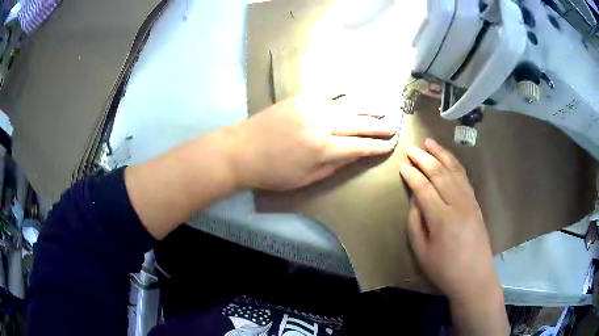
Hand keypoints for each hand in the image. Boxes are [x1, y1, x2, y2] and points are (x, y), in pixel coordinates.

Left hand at [227, 95, 398, 190]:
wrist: (241, 150)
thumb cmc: (273, 172)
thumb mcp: (306, 178)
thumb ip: (334, 165)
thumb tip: (354, 154)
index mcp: (324, 150)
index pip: (360, 146)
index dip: (378, 146)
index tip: (391, 144)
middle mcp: (323, 125)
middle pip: (359, 123)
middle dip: (379, 125)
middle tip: (394, 125)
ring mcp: (312, 107)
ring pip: (348, 105)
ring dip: (368, 106)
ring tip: (384, 107)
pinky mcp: (301, 98)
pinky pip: (328, 91)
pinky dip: (344, 90)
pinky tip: (356, 91)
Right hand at [399, 139, 499, 304]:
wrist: (475, 276)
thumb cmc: (445, 269)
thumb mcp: (422, 252)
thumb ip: (415, 223)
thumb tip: (414, 200)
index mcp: (442, 219)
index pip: (424, 188)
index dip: (412, 175)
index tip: (402, 165)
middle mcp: (458, 204)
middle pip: (439, 174)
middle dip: (424, 159)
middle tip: (411, 149)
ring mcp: (470, 201)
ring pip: (454, 171)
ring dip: (441, 155)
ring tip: (429, 143)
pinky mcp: (475, 202)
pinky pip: (464, 177)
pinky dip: (455, 164)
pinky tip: (448, 158)